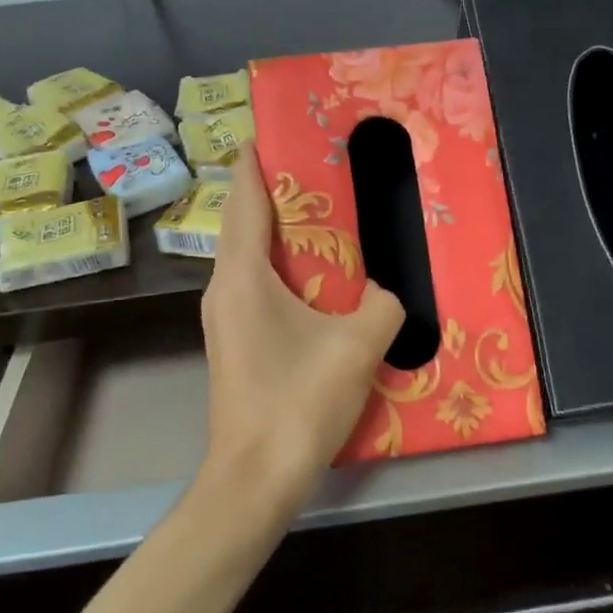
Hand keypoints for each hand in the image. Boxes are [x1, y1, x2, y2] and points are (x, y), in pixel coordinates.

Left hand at [198, 151, 404, 513]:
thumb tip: (387, 294)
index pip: (244, 201)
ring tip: (319, 214)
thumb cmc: (298, 402)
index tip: (267, 133)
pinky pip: (257, 286)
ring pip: (250, 258)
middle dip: (272, 192)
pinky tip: (315, 277)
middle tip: (313, 168)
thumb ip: (383, 306)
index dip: (253, 163)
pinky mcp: (236, 343)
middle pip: (244, 224)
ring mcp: (225, 318)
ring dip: (279, 232)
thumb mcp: (357, 346)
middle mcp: (224, 289)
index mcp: (243, 277)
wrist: (254, 479)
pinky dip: (282, 267)